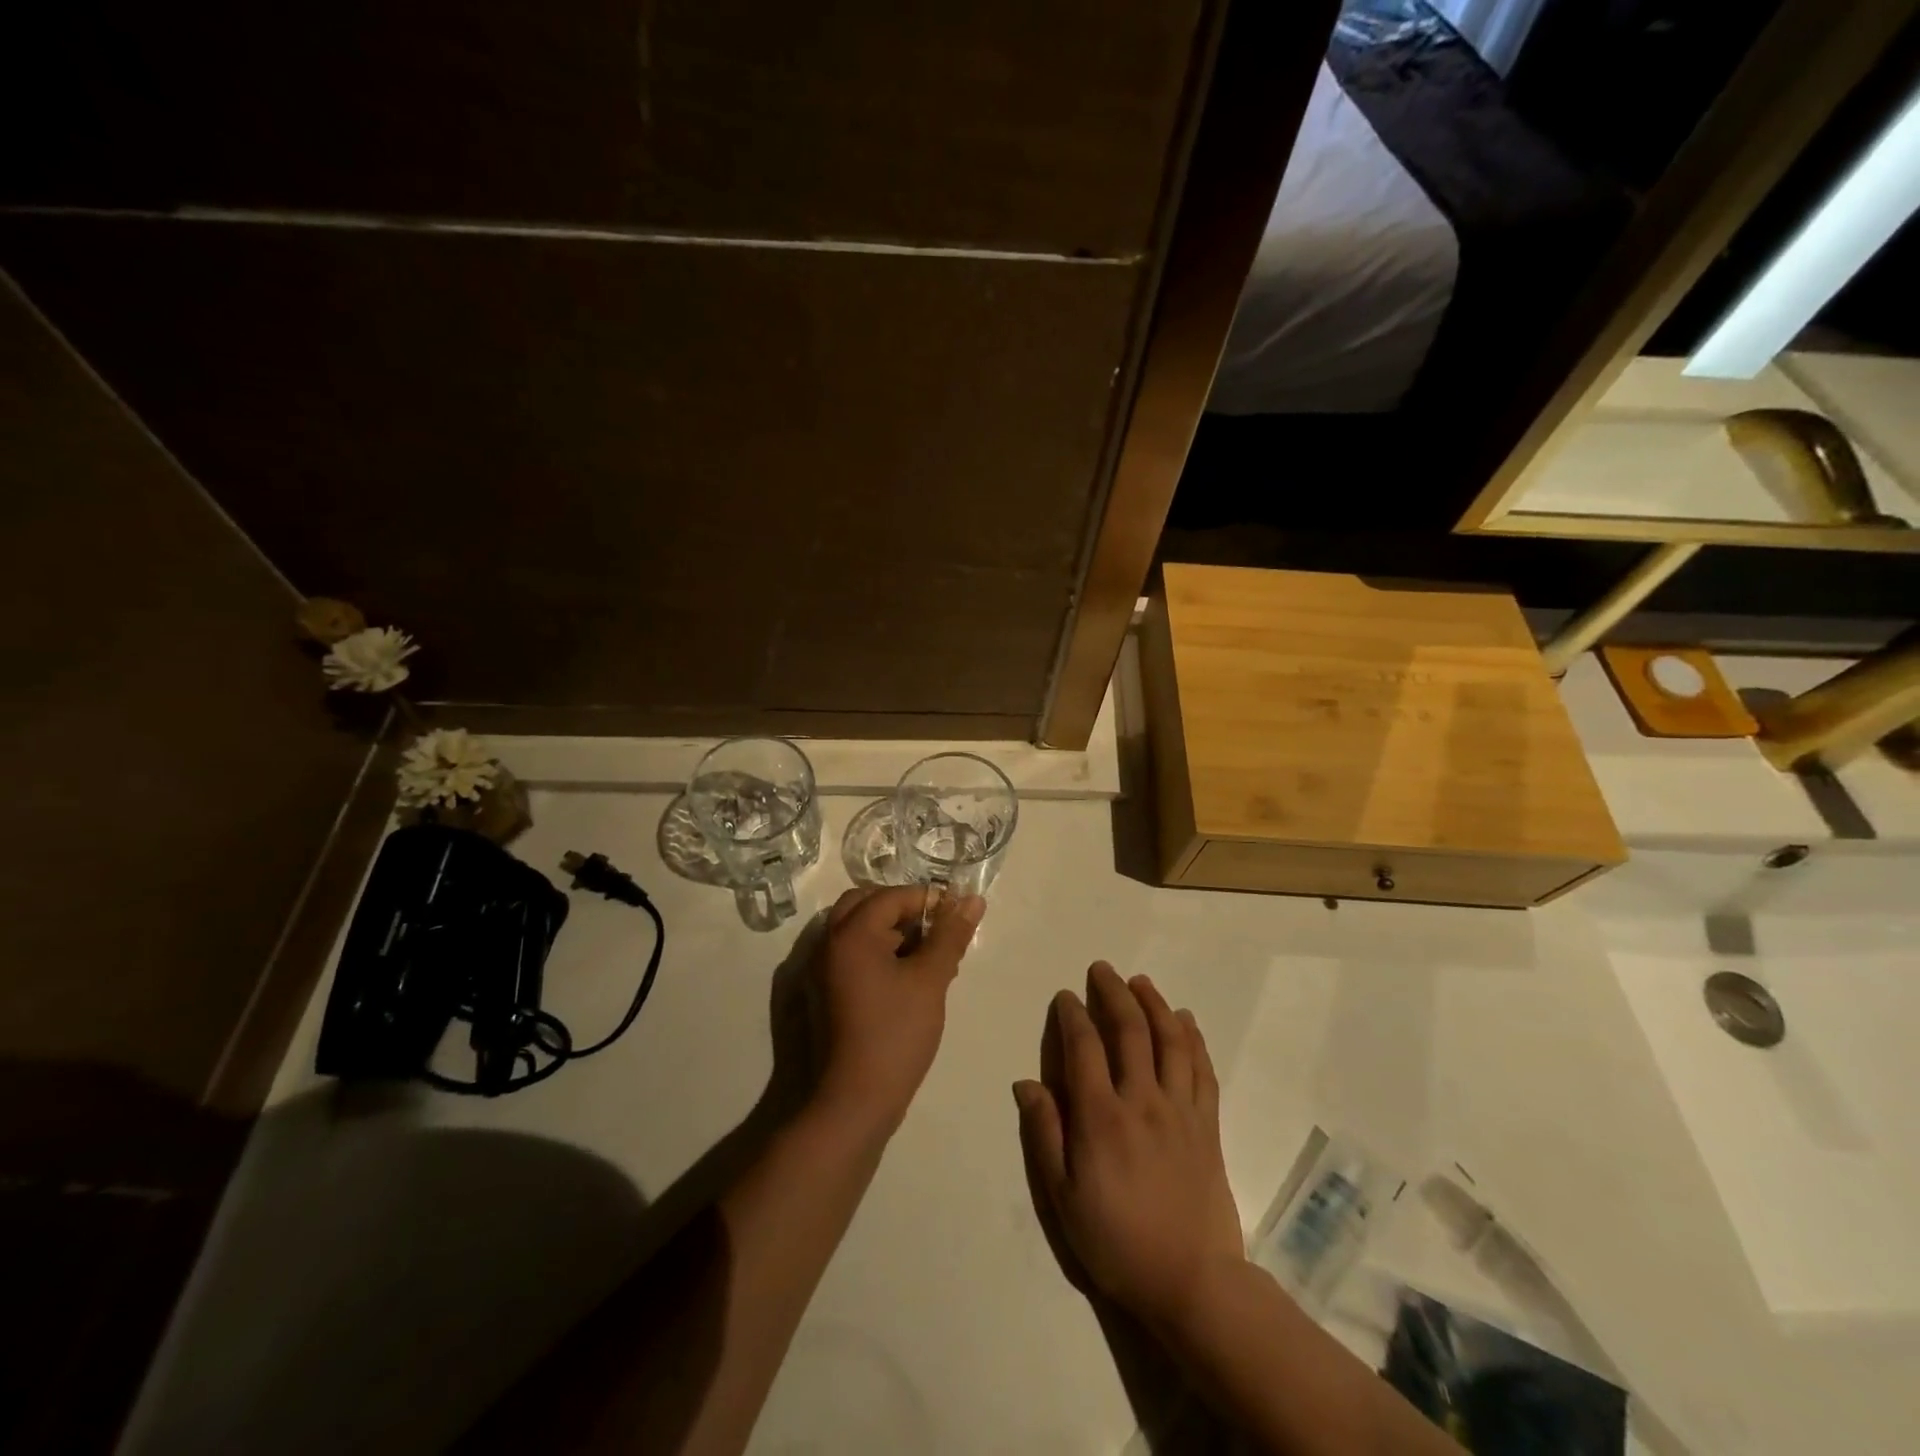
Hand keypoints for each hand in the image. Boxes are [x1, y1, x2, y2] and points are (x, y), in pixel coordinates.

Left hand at [806, 885, 983, 1136]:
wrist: (854, 1101)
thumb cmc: (896, 1034)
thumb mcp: (930, 980)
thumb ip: (950, 935)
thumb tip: (973, 900)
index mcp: (851, 933)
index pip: (892, 896)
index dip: (927, 900)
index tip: (958, 914)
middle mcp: (828, 943)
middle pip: (866, 905)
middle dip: (904, 910)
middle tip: (937, 928)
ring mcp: (822, 970)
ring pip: (858, 930)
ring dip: (891, 931)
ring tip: (929, 954)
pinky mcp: (825, 993)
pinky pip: (852, 955)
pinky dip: (878, 952)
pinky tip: (908, 976)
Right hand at [1015, 963, 1244, 1334]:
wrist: (1191, 1281)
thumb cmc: (1117, 1241)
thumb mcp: (1063, 1197)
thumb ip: (1045, 1134)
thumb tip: (1026, 1083)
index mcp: (1101, 1117)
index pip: (1084, 1047)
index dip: (1072, 1015)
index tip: (1065, 997)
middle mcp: (1142, 1100)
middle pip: (1129, 1030)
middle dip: (1113, 993)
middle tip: (1102, 969)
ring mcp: (1180, 1109)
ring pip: (1169, 1040)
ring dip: (1154, 1004)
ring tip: (1141, 981)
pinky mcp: (1207, 1124)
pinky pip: (1202, 1069)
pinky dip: (1193, 1039)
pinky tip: (1185, 1020)